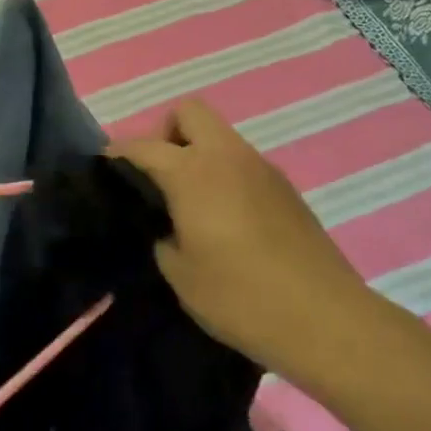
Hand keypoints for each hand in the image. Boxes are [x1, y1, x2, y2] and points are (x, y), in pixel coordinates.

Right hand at [114, 99, 368, 383]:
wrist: (324, 318)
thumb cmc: (240, 297)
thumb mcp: (180, 275)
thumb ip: (163, 237)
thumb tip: (169, 227)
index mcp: (193, 172)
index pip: (144, 146)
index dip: (119, 152)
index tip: (106, 165)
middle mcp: (227, 156)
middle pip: (190, 112)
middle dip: (167, 133)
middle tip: (161, 176)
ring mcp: (261, 168)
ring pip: (221, 137)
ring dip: (200, 154)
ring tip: (193, 202)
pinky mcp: (286, 188)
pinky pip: (244, 163)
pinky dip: (227, 175)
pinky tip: (229, 220)